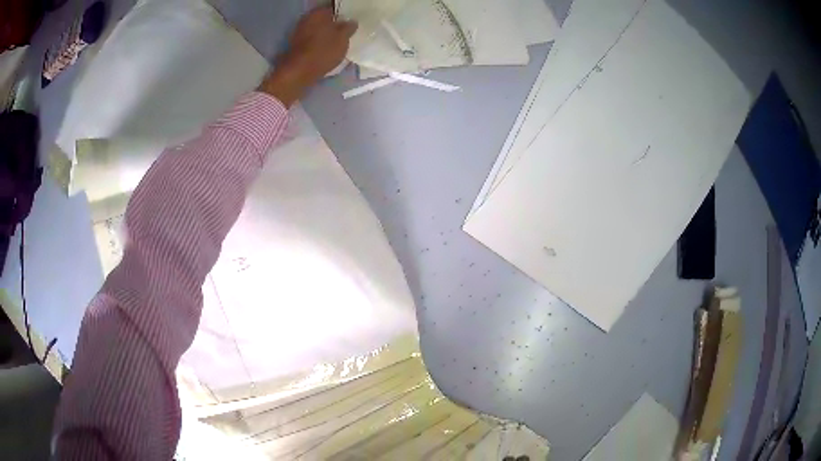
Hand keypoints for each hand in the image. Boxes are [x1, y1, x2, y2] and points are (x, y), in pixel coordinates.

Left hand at [260, 7, 357, 105]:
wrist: (298, 72)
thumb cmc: (322, 51)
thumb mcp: (343, 39)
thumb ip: (349, 28)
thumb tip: (351, 22)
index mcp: (319, 13)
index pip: (334, 7)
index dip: (343, 13)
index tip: (351, 20)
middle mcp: (307, 19)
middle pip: (324, 18)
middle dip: (334, 23)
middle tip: (347, 31)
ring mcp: (299, 32)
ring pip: (317, 29)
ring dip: (326, 34)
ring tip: (338, 42)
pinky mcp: (296, 46)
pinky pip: (311, 40)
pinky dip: (319, 43)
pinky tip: (326, 49)